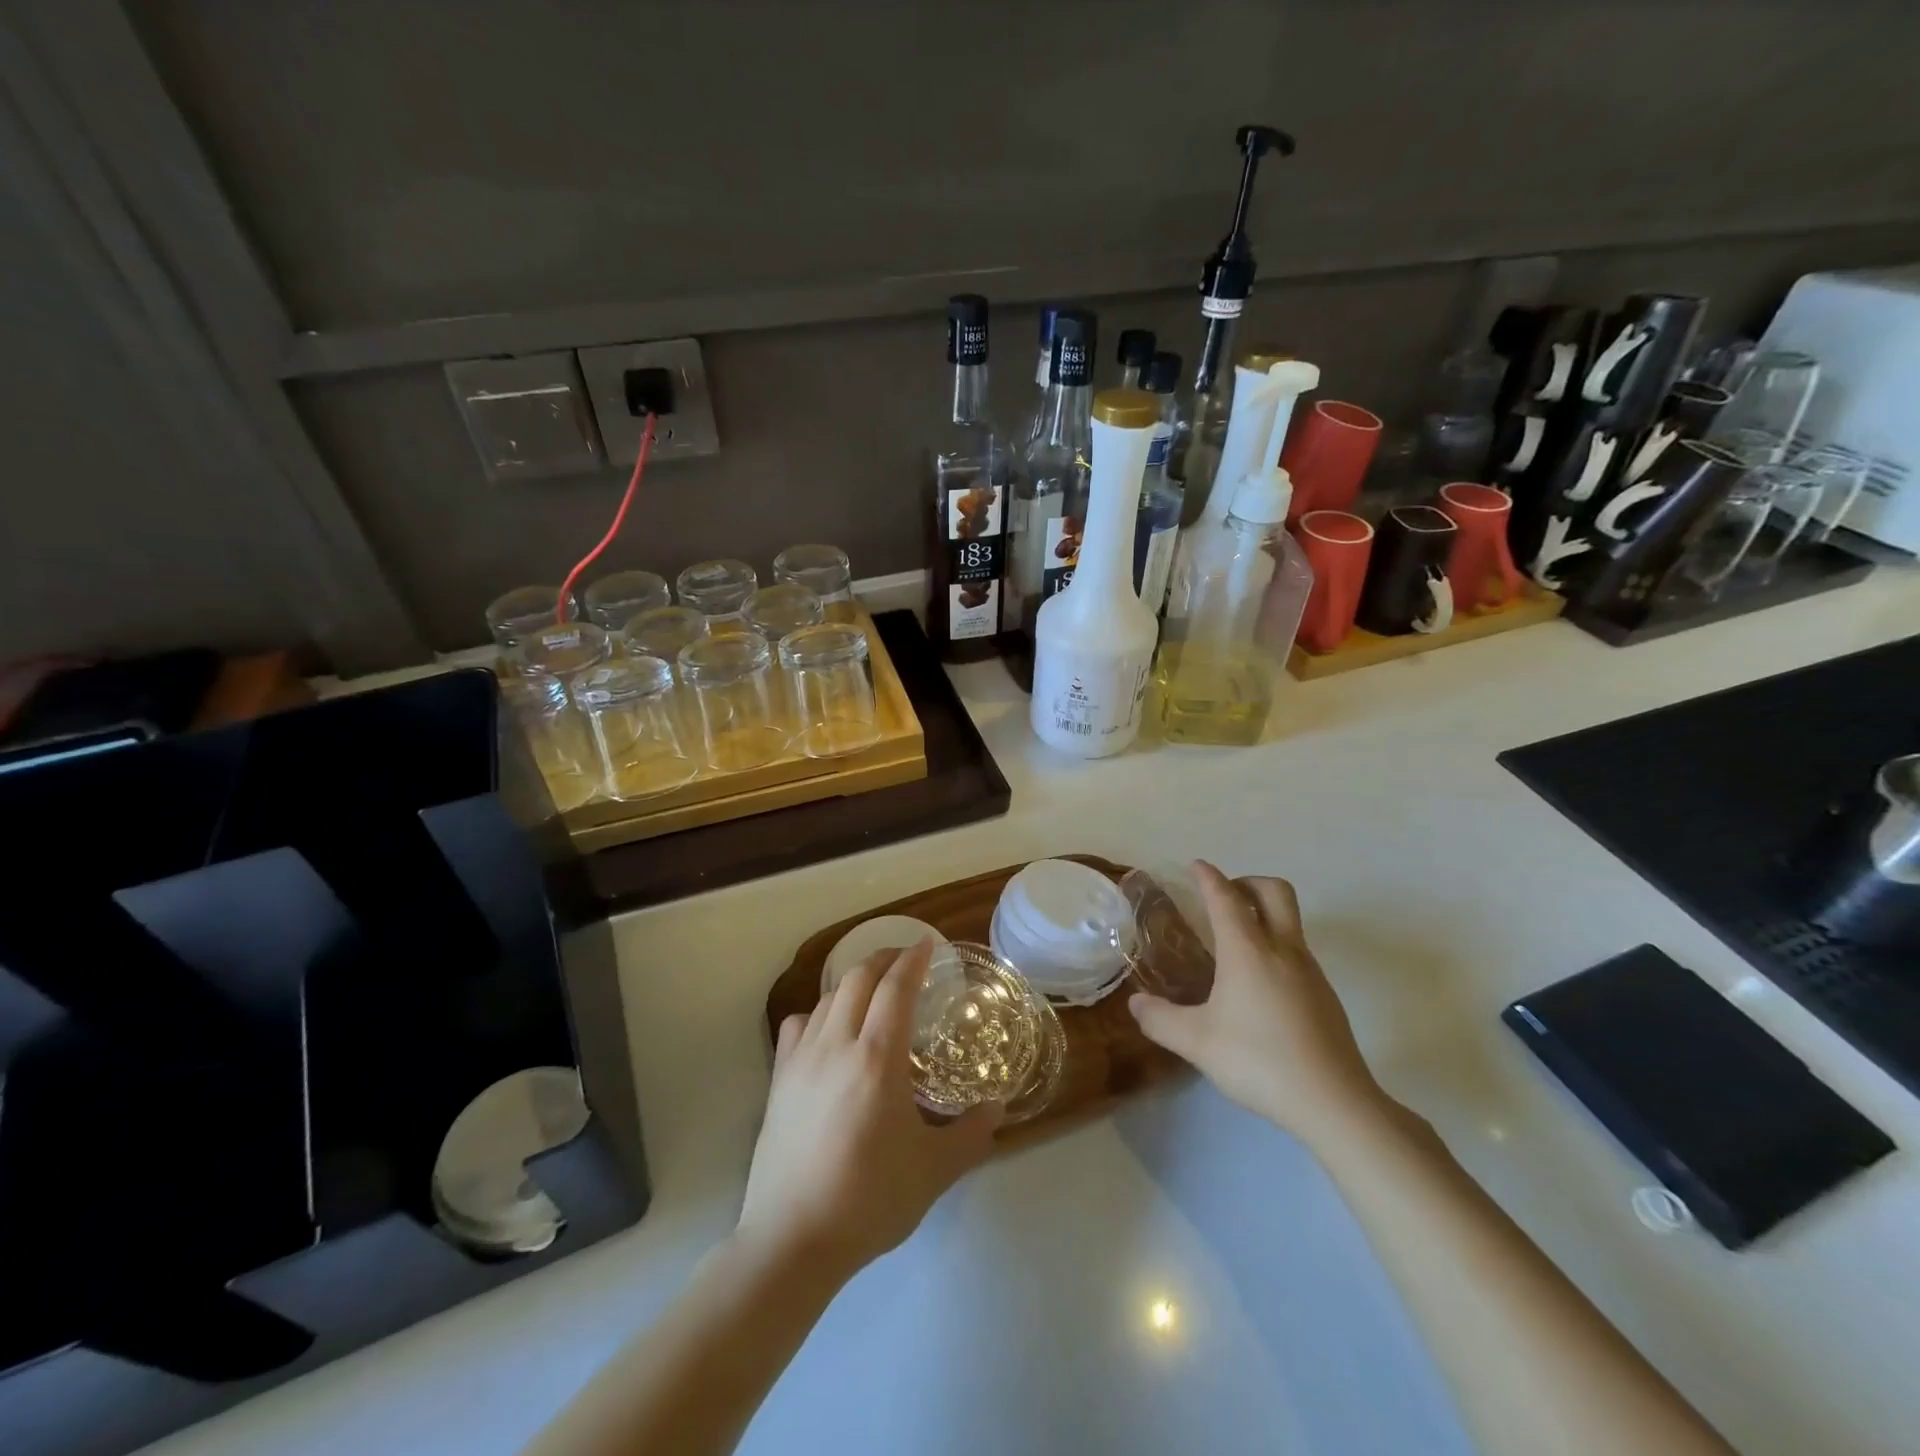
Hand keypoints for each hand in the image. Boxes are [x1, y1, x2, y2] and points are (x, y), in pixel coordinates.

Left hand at [737, 943, 1001, 1280]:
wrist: (793, 1241)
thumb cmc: (870, 1200)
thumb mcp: (934, 1170)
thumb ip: (971, 1134)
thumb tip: (998, 1107)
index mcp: (876, 1058)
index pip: (896, 987)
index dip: (913, 959)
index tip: (929, 943)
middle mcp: (836, 1045)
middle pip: (857, 978)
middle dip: (884, 958)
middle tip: (907, 960)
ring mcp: (801, 1060)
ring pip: (827, 997)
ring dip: (854, 981)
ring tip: (874, 990)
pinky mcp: (778, 1080)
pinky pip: (797, 1026)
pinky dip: (818, 1012)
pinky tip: (829, 1029)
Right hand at [1129, 861, 1387, 1145]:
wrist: (1334, 1103)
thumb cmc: (1259, 1061)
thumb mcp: (1197, 1043)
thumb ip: (1160, 1019)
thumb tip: (1136, 1003)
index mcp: (1248, 950)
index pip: (1226, 898)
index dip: (1209, 877)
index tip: (1196, 865)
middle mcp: (1282, 950)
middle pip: (1274, 891)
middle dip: (1247, 882)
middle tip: (1223, 895)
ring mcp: (1310, 971)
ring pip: (1290, 920)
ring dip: (1264, 913)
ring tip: (1234, 942)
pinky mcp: (1325, 995)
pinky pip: (1297, 951)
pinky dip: (1275, 945)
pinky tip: (1258, 984)